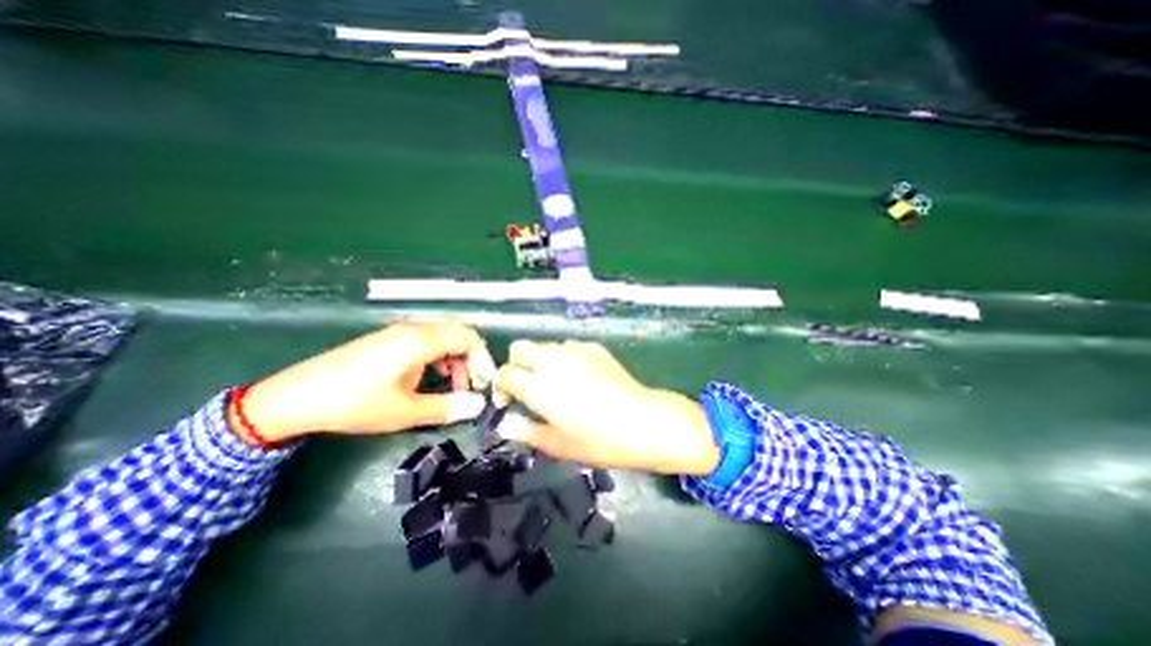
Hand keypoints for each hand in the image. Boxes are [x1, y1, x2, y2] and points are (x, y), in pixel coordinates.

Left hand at [233, 318, 488, 440]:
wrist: (295, 397)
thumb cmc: (355, 403)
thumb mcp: (405, 411)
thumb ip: (447, 407)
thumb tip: (478, 406)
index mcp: (421, 340)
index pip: (469, 338)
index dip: (483, 360)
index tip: (484, 385)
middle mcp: (414, 329)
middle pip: (458, 335)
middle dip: (471, 361)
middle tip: (469, 388)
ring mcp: (400, 332)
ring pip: (443, 338)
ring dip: (455, 360)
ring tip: (451, 388)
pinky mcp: (389, 339)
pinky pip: (427, 341)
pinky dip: (438, 358)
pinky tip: (430, 379)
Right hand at [492, 339, 715, 472]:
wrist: (643, 422)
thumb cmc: (599, 440)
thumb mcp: (558, 444)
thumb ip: (526, 431)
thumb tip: (506, 424)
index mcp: (539, 385)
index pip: (505, 373)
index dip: (501, 386)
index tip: (508, 401)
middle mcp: (553, 361)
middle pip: (520, 347)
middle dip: (517, 363)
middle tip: (527, 386)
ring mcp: (575, 351)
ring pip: (546, 346)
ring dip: (542, 361)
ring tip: (556, 383)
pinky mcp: (594, 348)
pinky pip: (569, 347)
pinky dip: (565, 358)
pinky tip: (580, 377)